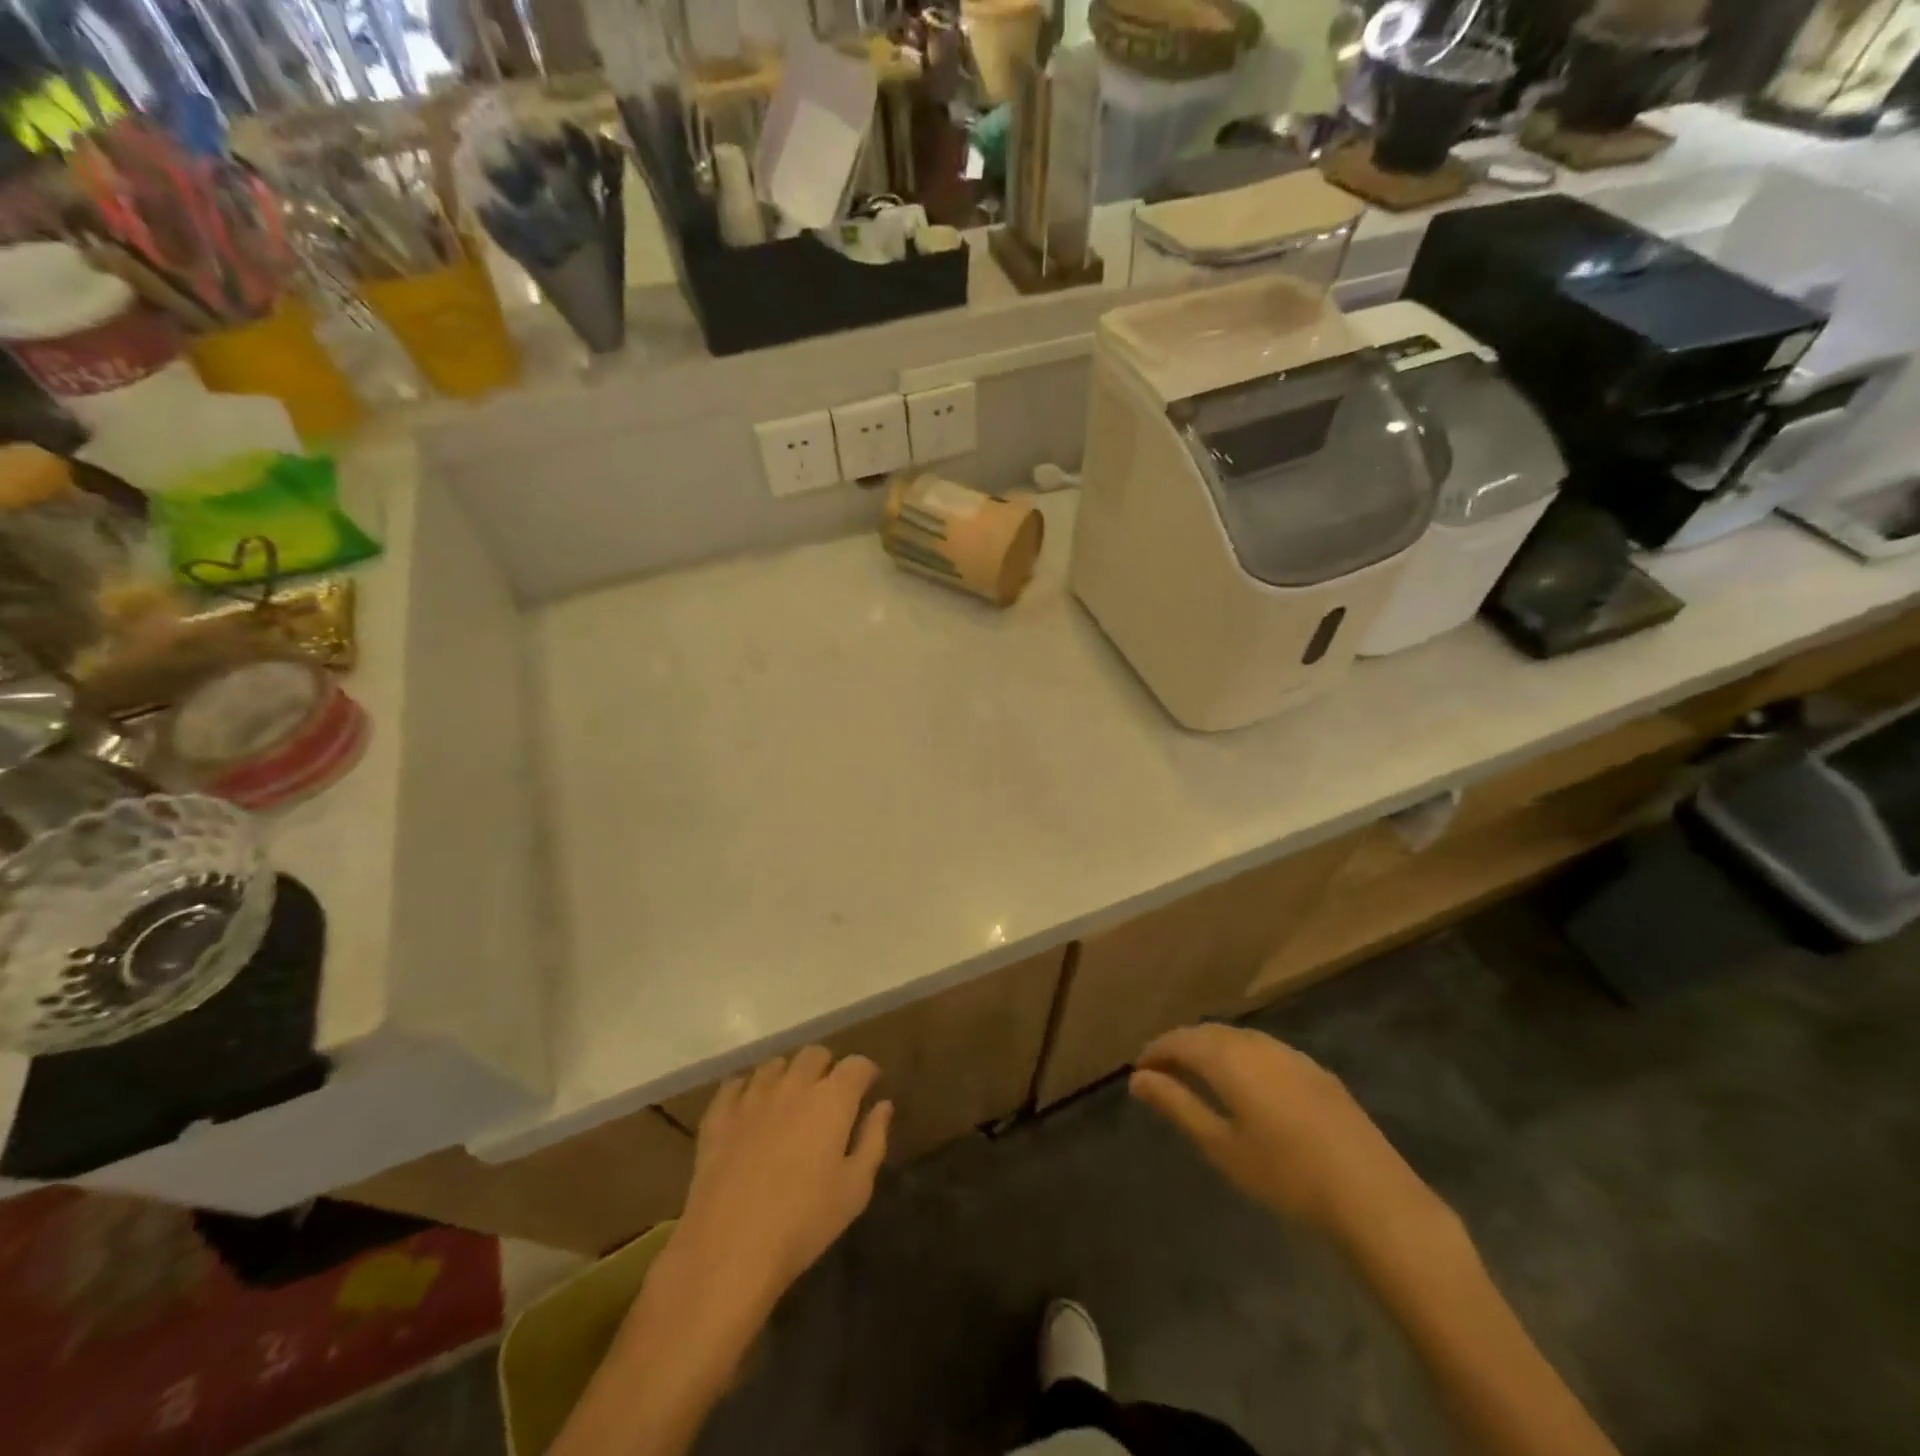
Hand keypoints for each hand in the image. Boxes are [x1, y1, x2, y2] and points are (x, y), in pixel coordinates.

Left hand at [660, 1046, 892, 1323]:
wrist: (729, 1248)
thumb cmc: (803, 1222)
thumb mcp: (855, 1189)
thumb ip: (873, 1139)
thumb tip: (883, 1105)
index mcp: (832, 1099)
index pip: (856, 1064)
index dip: (865, 1072)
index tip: (868, 1087)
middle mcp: (794, 1084)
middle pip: (814, 1054)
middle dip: (827, 1067)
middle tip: (829, 1095)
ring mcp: (752, 1096)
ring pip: (775, 1064)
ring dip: (788, 1075)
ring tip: (789, 1101)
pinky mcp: (719, 1114)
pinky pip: (735, 1084)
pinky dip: (747, 1089)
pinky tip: (750, 1110)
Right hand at [1130, 1024, 1447, 1252]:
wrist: (1373, 1197)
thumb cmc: (1285, 1176)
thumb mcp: (1221, 1145)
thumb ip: (1177, 1105)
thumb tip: (1138, 1078)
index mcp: (1229, 1059)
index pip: (1180, 1040)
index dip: (1156, 1050)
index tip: (1139, 1069)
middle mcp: (1257, 1044)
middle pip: (1209, 1032)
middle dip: (1182, 1045)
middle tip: (1163, 1071)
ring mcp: (1291, 1054)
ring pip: (1238, 1037)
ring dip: (1212, 1048)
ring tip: (1199, 1074)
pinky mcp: (1316, 1070)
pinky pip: (1264, 1048)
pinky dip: (1241, 1055)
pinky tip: (1246, 1083)